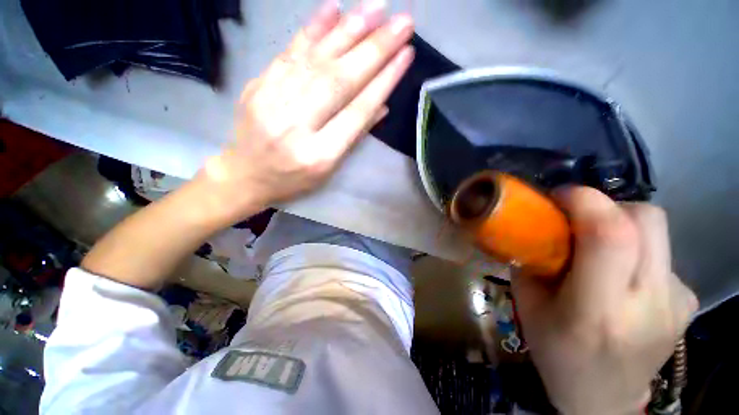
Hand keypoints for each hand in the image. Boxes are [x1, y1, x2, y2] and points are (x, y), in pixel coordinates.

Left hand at [199, 0, 414, 224]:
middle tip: (403, 22)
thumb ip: (353, 137)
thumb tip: (381, 105)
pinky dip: (313, 28)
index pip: (357, 112)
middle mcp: (297, 126)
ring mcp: (273, 102)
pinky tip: (334, 8)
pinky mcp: (257, 85)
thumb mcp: (329, 170)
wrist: (245, 175)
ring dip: (349, 30)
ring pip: (316, 60)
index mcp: (320, 155)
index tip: (406, 56)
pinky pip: (288, 52)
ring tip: (377, 7)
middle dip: (375, 49)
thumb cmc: (294, 179)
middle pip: (339, 82)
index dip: (383, 83)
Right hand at [512, 187, 698, 414]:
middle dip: (606, 206)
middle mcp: (650, 303)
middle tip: (577, 218)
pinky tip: (622, 278)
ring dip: (620, 226)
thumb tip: (539, 226)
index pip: (610, 236)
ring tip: (598, 249)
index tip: (558, 197)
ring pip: (657, 231)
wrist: (603, 399)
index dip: (584, 201)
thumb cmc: (556, 353)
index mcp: (598, 311)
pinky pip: (661, 254)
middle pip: (646, 219)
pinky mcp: (689, 301)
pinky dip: (636, 252)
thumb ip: (533, 261)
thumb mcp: (528, 305)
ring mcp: (678, 302)